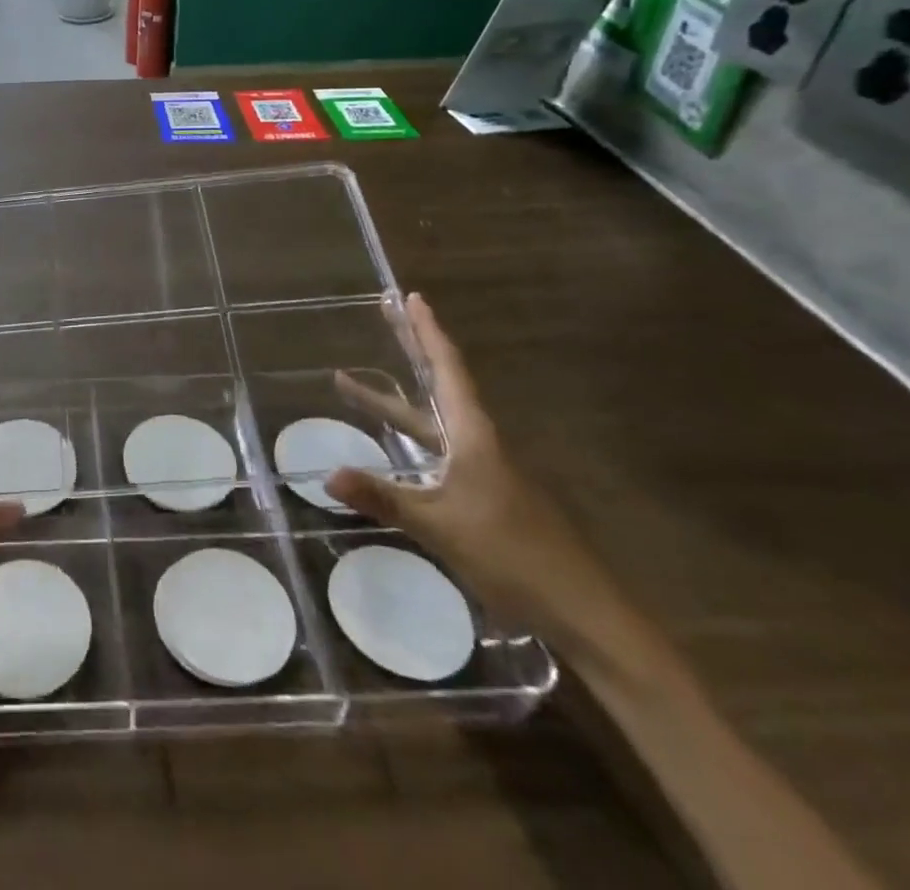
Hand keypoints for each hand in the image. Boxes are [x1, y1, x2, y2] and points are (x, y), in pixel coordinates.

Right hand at [327, 294, 635, 658]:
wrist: (583, 611)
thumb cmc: (512, 555)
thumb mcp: (440, 526)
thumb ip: (383, 498)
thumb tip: (326, 475)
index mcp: (474, 436)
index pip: (447, 370)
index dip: (427, 333)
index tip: (411, 298)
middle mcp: (479, 442)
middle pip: (439, 384)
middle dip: (411, 348)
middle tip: (387, 313)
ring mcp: (484, 469)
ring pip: (432, 421)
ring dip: (394, 399)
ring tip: (350, 383)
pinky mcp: (485, 495)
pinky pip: (438, 448)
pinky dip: (409, 432)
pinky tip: (394, 447)